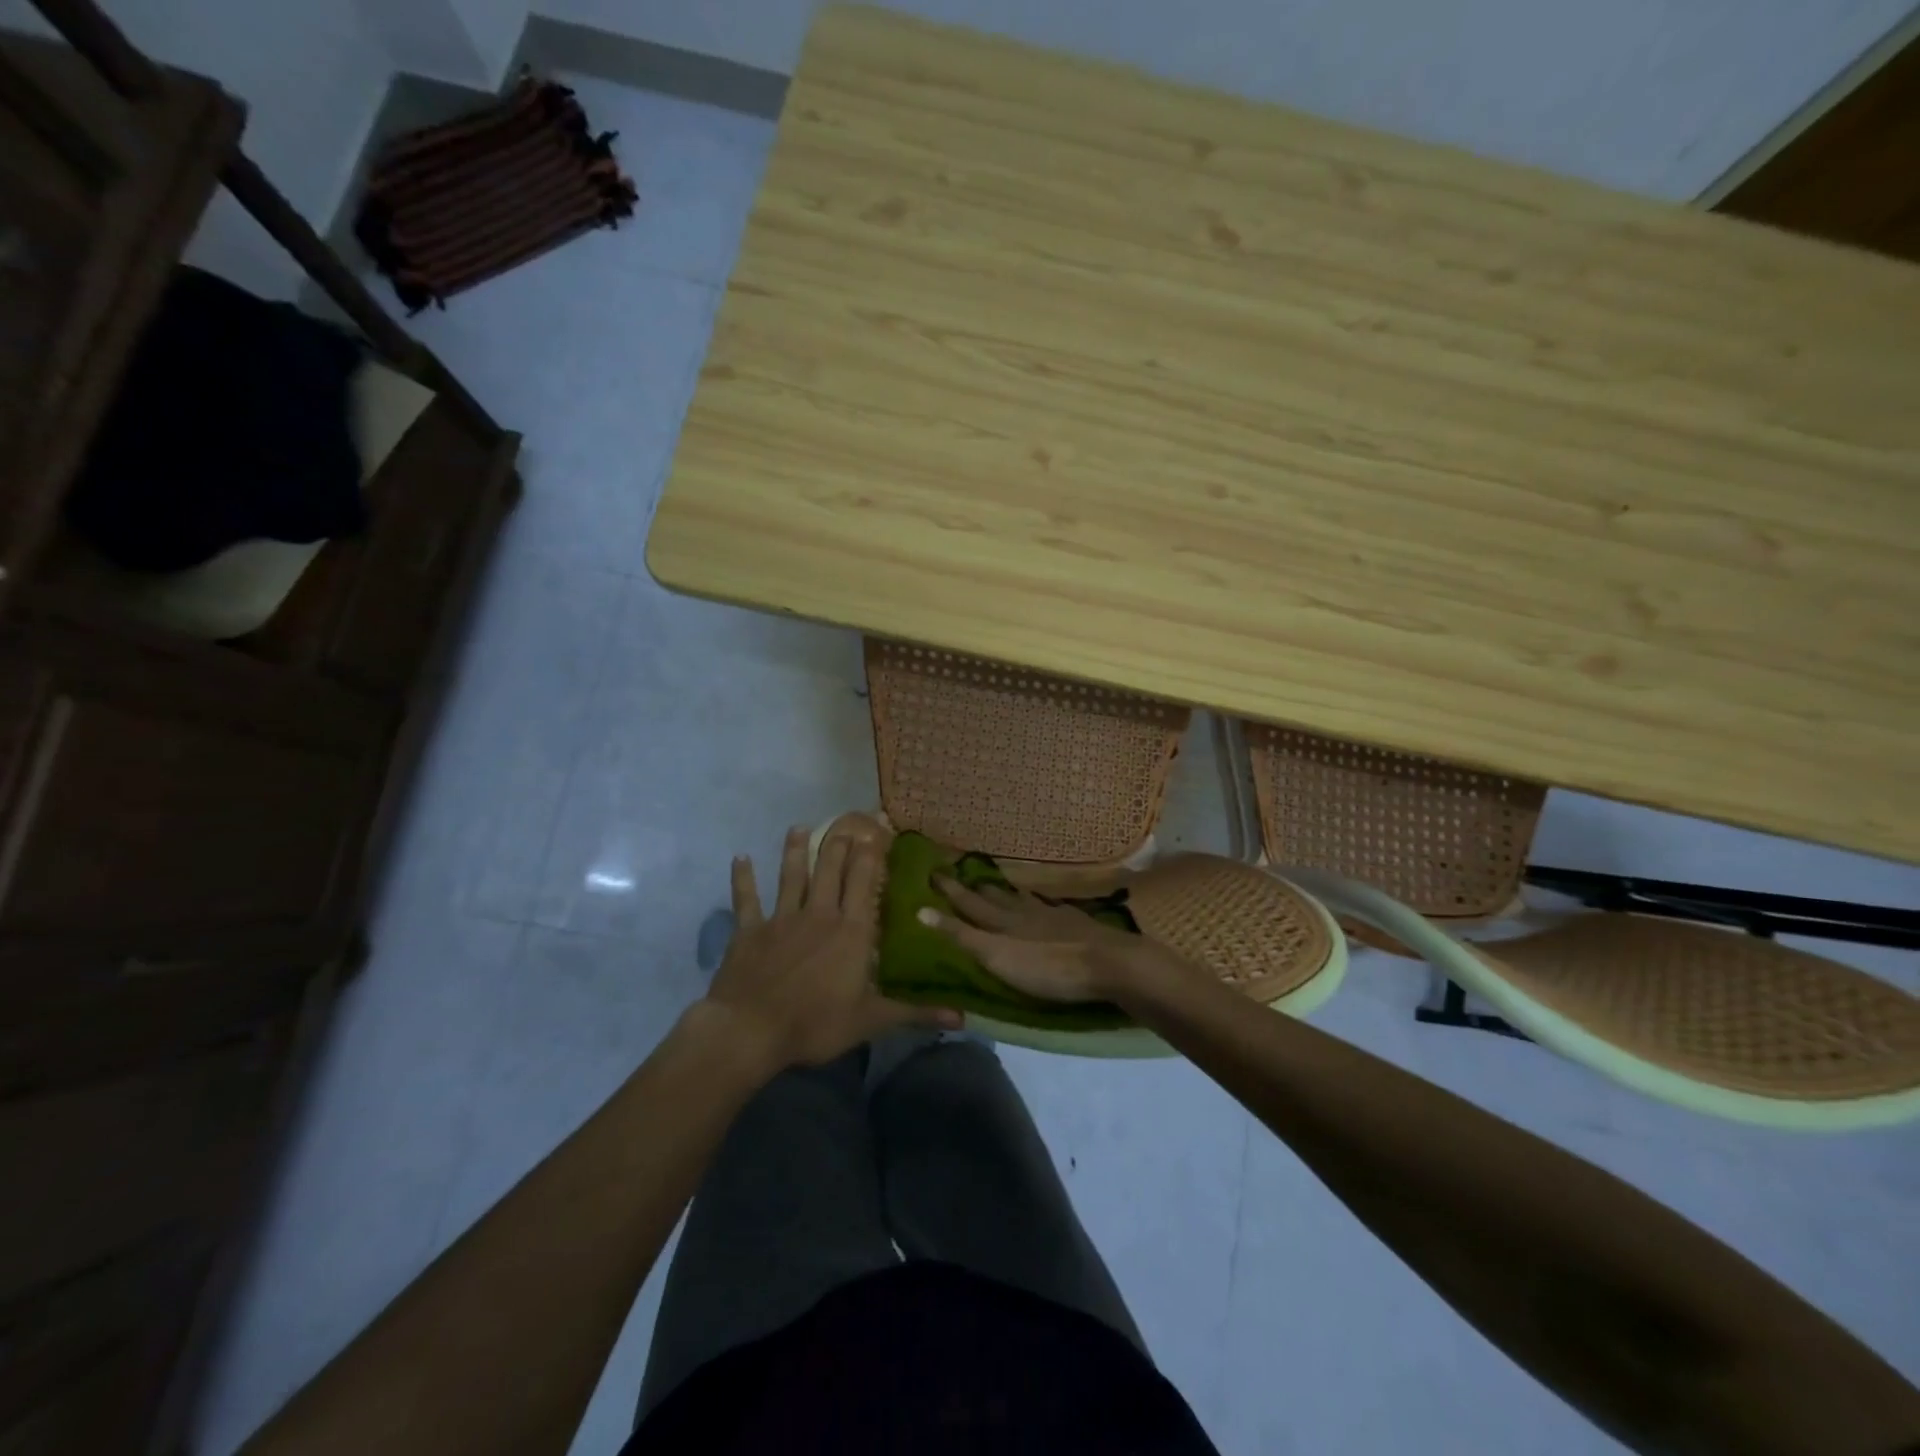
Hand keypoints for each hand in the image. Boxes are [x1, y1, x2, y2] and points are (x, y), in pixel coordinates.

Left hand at [704, 826, 959, 1072]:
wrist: (751, 1030)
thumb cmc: (816, 1023)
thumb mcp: (872, 1021)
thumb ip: (916, 1012)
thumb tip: (963, 1016)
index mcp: (851, 930)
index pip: (864, 882)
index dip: (871, 855)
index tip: (876, 831)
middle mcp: (819, 914)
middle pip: (830, 870)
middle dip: (839, 844)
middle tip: (845, 821)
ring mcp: (782, 918)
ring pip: (791, 876)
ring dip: (795, 851)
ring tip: (799, 828)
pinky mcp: (750, 930)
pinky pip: (746, 899)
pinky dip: (742, 879)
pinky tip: (740, 858)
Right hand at [918, 875, 1193, 1004]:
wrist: (1108, 963)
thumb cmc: (1047, 967)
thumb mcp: (996, 957)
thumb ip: (962, 936)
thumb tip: (920, 911)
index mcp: (1001, 922)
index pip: (968, 903)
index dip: (949, 890)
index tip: (932, 871)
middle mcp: (1022, 912)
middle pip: (993, 897)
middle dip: (973, 887)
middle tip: (958, 874)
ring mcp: (1051, 915)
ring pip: (1019, 898)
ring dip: (1002, 892)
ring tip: (991, 884)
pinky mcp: (1074, 923)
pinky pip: (1046, 906)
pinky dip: (1034, 902)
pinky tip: (1040, 903)